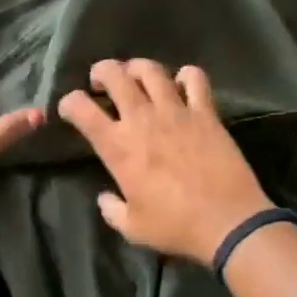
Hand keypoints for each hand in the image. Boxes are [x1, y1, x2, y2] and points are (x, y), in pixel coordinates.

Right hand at [57, 60, 272, 266]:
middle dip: (102, 71)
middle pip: (114, 74)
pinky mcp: (205, 112)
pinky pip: (195, 79)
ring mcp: (175, 111)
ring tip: (137, 77)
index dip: (69, 102)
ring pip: (151, 70)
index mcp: (118, 147)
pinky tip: (182, 85)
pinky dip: (186, 76)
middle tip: (102, 82)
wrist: (227, 222)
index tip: (70, 108)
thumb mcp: (133, 228)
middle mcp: (142, 119)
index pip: (81, 109)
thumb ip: (112, 210)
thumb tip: (105, 198)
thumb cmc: (176, 226)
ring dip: (138, 68)